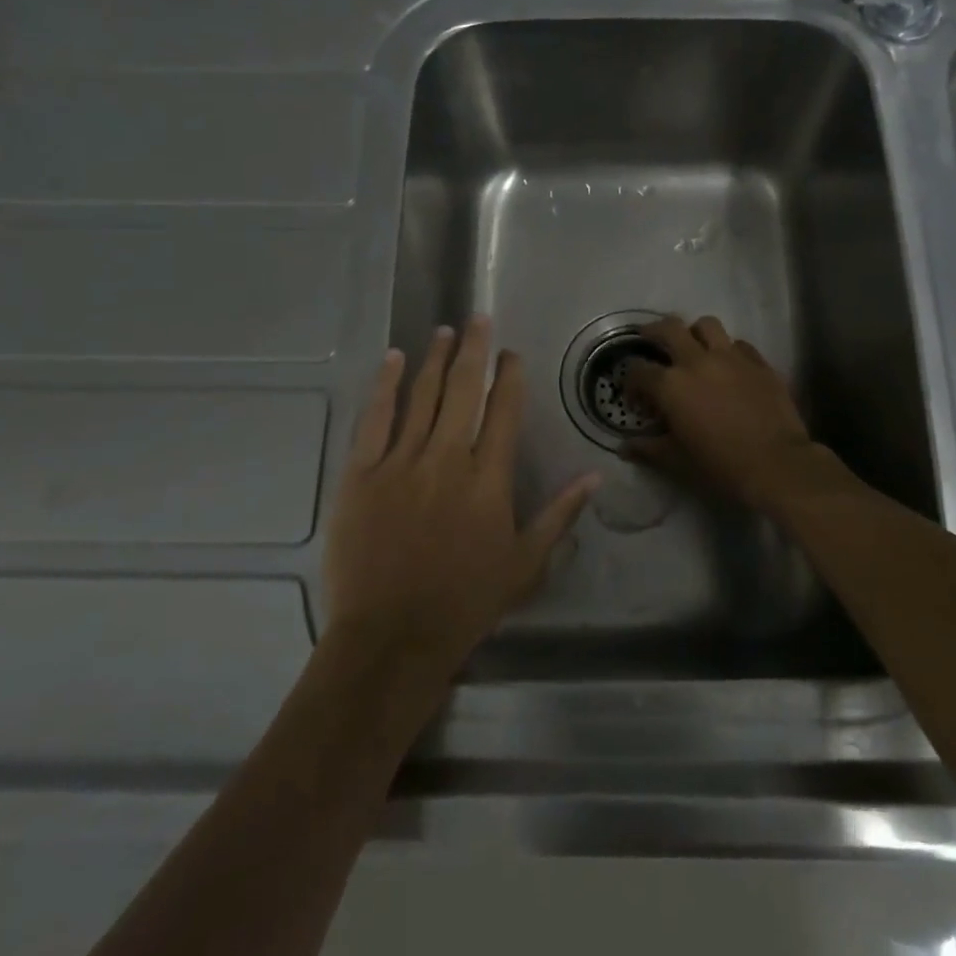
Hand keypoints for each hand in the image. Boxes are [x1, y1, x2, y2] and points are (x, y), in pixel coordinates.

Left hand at [323, 317, 599, 679]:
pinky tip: (395, 358)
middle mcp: (448, 459)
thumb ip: (560, 515)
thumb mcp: (526, 564)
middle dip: (475, 350)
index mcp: (489, 480)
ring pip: (423, 396)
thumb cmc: (465, 603)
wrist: (392, 637)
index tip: (513, 354)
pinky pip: (375, 419)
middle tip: (479, 318)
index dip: (511, 377)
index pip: (505, 412)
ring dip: (436, 359)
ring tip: (445, 330)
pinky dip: (386, 385)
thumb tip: (594, 476)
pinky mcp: (361, 474)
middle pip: (465, 390)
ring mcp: (401, 463)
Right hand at [622, 315, 822, 511]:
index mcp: (671, 385)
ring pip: (707, 325)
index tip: (635, 397)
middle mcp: (697, 361)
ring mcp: (731, 357)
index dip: (631, 382)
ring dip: (694, 332)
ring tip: (693, 346)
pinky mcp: (759, 362)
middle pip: (669, 328)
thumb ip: (648, 449)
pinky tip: (729, 367)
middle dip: (654, 331)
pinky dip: (728, 350)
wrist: (776, 464)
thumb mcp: (676, 460)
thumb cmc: (720, 465)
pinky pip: (739, 344)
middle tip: (650, 339)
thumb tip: (625, 448)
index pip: (638, 371)